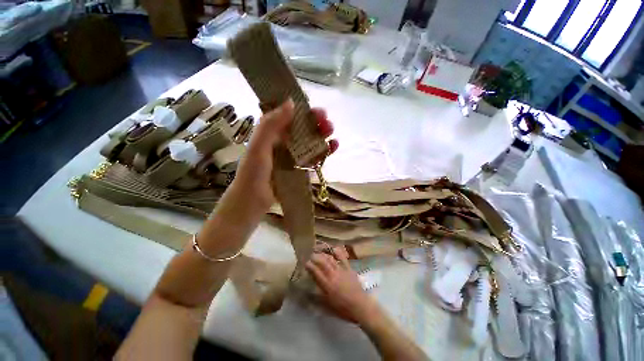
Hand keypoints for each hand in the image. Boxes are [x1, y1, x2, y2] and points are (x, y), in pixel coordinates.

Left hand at [231, 99, 337, 213]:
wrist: (253, 201)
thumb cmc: (253, 173)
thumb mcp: (258, 147)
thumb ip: (271, 125)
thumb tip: (291, 102)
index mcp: (272, 134)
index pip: (290, 117)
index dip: (304, 112)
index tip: (317, 111)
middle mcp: (283, 142)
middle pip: (303, 129)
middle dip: (317, 124)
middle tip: (327, 123)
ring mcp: (292, 156)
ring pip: (310, 142)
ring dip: (322, 137)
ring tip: (332, 135)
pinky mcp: (299, 168)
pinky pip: (313, 157)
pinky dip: (323, 152)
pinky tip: (332, 147)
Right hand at [305, 248, 375, 323]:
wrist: (360, 306)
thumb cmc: (343, 309)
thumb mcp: (327, 306)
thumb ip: (317, 298)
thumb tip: (308, 292)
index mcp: (326, 285)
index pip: (315, 272)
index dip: (309, 266)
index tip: (305, 263)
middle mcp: (332, 275)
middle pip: (322, 262)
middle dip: (315, 257)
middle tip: (310, 255)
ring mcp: (341, 270)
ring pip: (330, 259)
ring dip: (323, 255)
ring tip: (319, 253)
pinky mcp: (349, 269)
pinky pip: (342, 258)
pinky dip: (338, 253)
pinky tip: (334, 249)